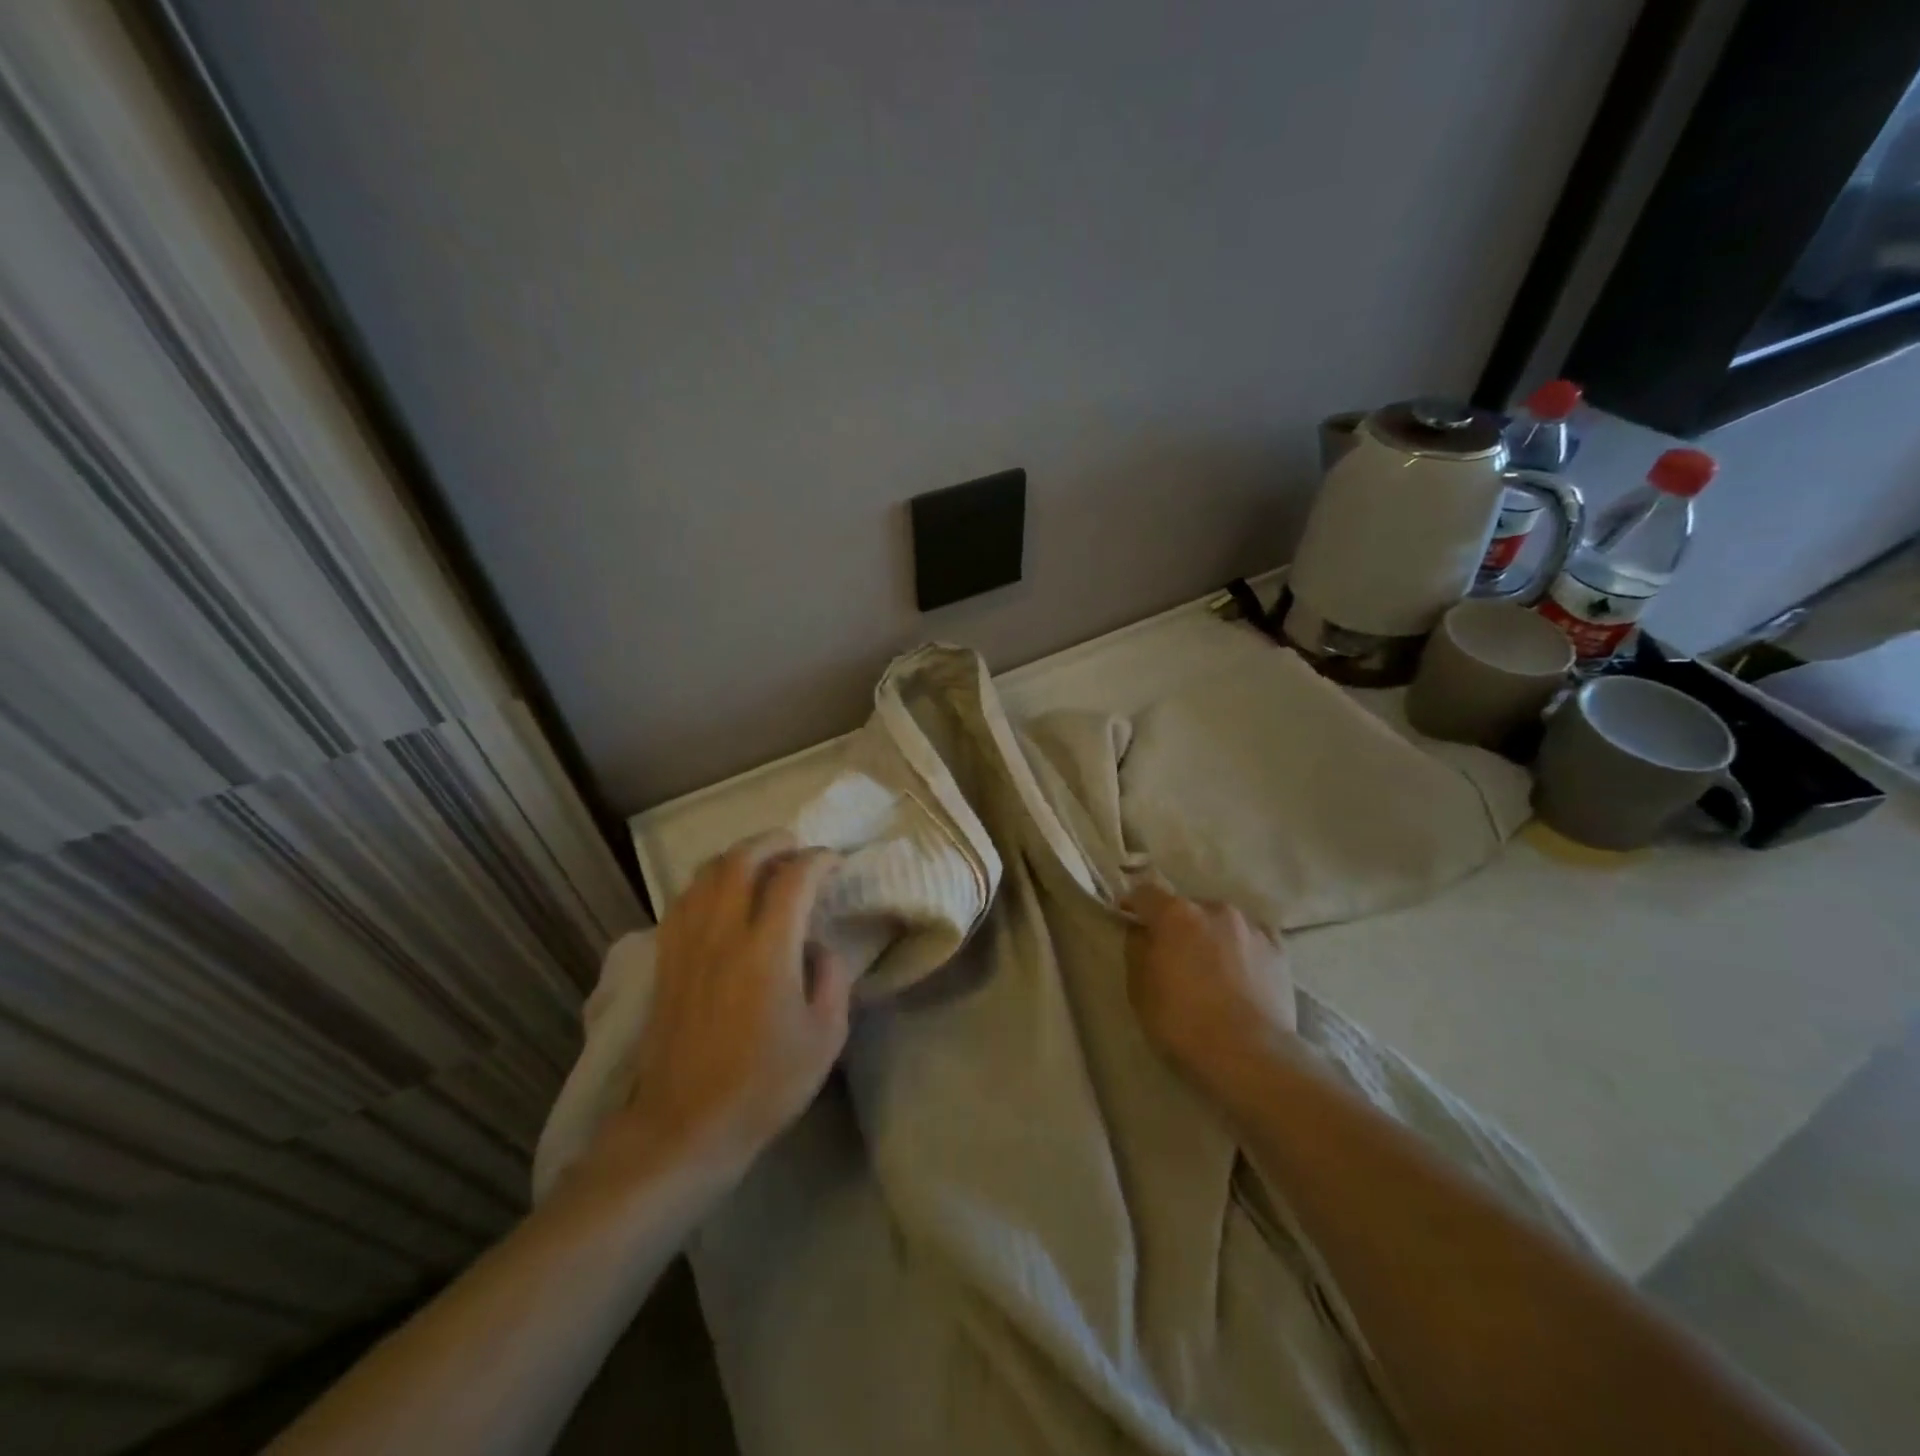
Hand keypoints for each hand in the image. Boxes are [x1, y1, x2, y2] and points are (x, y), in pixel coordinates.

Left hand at [590, 832, 852, 1183]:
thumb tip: (816, 945)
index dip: (818, 860)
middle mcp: (723, 933)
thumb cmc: (765, 1084)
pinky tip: (719, 894)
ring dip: (737, 856)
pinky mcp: (666, 960)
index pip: (793, 878)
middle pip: (742, 860)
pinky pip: (683, 899)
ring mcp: (688, 944)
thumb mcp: (825, 1036)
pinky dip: (707, 882)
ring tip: (760, 862)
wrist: (685, 1125)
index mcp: (767, 950)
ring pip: (706, 873)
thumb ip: (831, 977)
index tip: (834, 862)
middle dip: (773, 842)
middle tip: (796, 847)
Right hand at [1121, 876, 1296, 1098]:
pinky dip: (1242, 948)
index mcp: (1176, 914)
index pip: (1146, 892)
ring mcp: (1251, 927)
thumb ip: (1137, 951)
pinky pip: (1252, 939)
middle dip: (1177, 925)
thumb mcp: (1140, 990)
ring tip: (1212, 967)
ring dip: (1211, 935)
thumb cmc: (1183, 1023)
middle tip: (1174, 954)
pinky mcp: (1279, 950)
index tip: (1129, 920)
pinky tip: (1242, 972)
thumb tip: (1143, 934)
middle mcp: (1214, 909)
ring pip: (1221, 922)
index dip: (1134, 905)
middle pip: (1187, 907)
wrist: (1250, 1056)